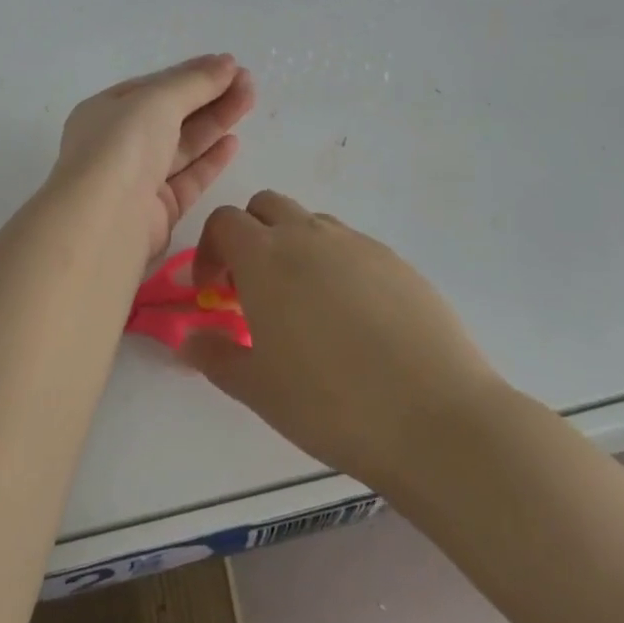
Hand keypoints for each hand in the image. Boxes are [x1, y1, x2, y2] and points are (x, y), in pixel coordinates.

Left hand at [52, 54, 255, 263]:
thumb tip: (226, 63)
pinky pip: (188, 178)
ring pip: (183, 145)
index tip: (229, 65)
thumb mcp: (157, 100)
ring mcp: (138, 179)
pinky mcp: (158, 211)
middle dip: (209, 96)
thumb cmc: (123, 147)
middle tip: (248, 81)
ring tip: (249, 101)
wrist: (106, 221)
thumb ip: (194, 82)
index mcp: (106, 111)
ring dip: (216, 122)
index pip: (154, 87)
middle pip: (171, 115)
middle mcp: (119, 144)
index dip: (191, 74)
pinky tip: (234, 141)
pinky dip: (210, 159)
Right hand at [182, 191, 502, 490]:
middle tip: (253, 290)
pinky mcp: (397, 261)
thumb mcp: (257, 388)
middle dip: (250, 237)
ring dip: (294, 248)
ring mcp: (358, 244)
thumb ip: (214, 357)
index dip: (209, 251)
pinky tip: (352, 320)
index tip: (212, 292)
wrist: (434, 415)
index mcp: (266, 256)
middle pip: (266, 206)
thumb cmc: (329, 402)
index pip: (224, 222)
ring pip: (311, 224)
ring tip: (304, 307)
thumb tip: (189, 340)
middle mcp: (309, 235)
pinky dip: (336, 266)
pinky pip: (352, 247)